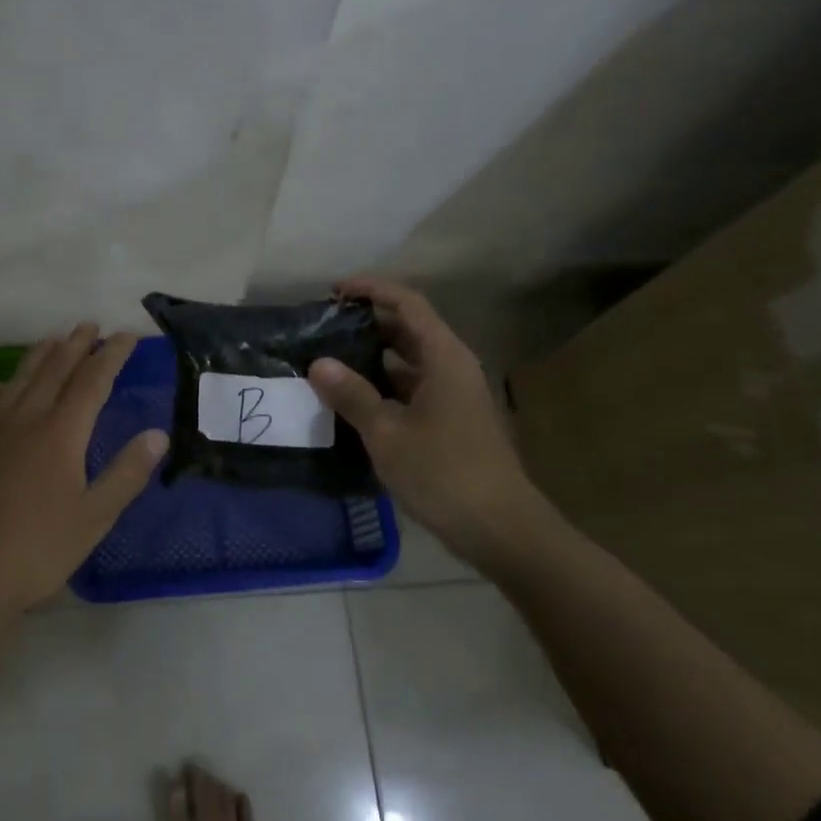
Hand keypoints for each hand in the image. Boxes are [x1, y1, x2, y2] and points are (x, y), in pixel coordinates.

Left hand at [0, 323, 166, 639]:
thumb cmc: (36, 550)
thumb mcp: (94, 518)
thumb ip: (126, 473)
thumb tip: (158, 434)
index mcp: (61, 432)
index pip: (93, 380)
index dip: (112, 355)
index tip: (127, 336)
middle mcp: (25, 417)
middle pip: (55, 368)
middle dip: (77, 344)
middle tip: (91, 325)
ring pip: (20, 377)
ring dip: (42, 353)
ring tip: (56, 338)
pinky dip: (6, 383)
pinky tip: (6, 385)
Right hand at [306, 277, 554, 567]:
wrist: (502, 530)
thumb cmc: (444, 473)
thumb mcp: (387, 433)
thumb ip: (352, 395)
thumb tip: (318, 363)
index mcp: (444, 357)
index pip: (407, 303)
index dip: (371, 289)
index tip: (335, 291)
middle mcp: (453, 368)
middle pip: (409, 328)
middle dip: (368, 322)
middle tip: (325, 327)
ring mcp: (456, 396)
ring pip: (410, 361)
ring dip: (374, 356)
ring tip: (331, 360)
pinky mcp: (453, 422)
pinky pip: (414, 388)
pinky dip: (385, 386)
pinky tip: (355, 401)